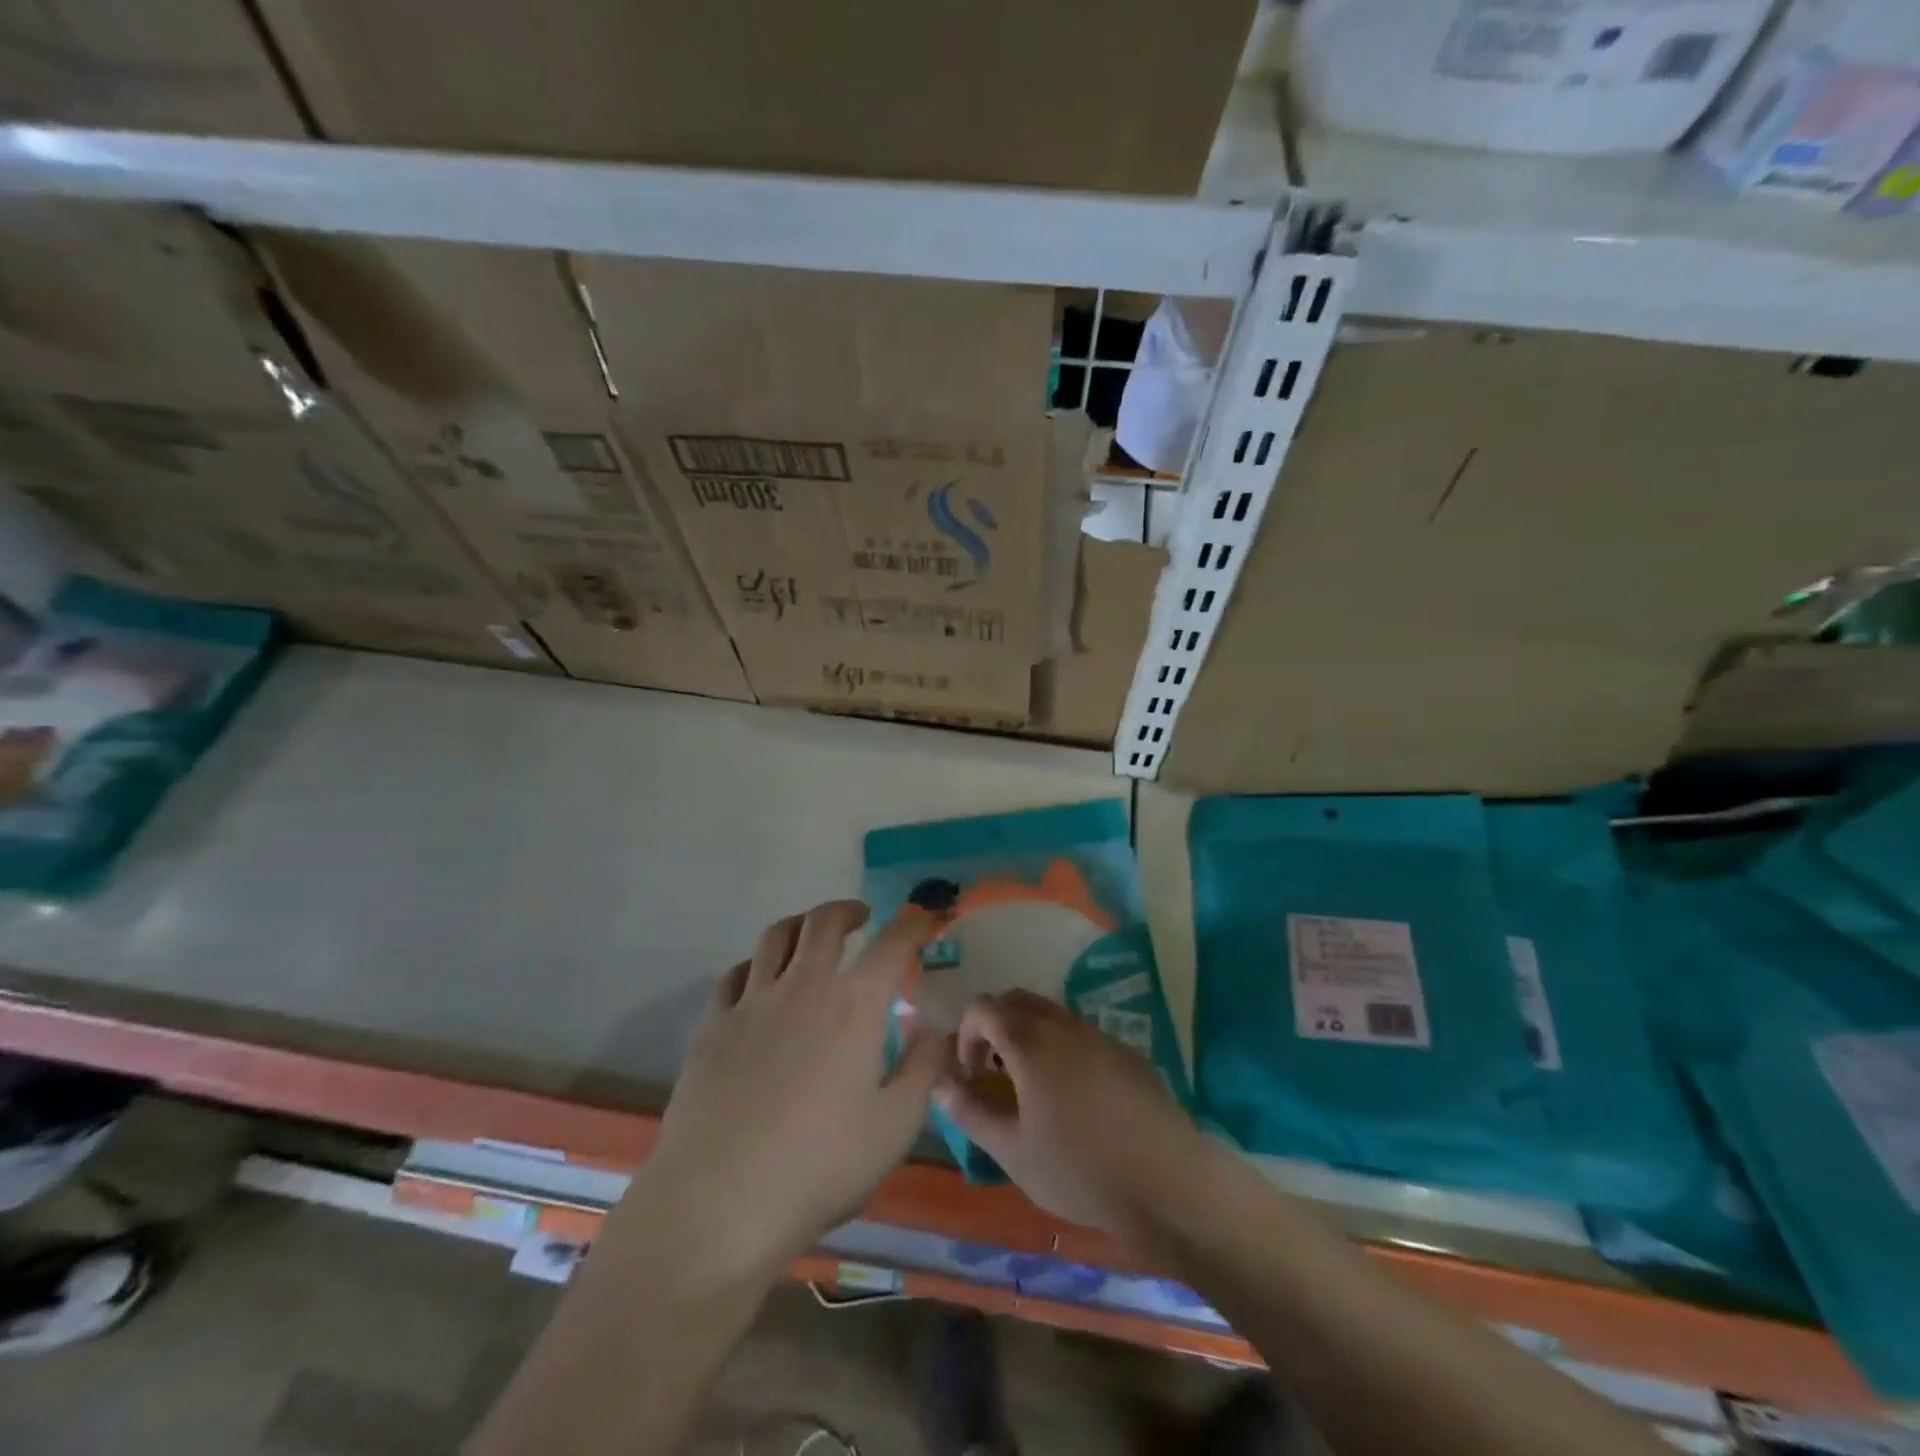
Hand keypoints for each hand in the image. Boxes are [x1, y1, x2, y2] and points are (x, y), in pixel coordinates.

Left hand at [627, 901, 946, 1275]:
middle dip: (847, 910)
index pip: (892, 944)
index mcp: (853, 1005)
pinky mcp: (712, 1026)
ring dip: (801, 925)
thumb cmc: (819, 1167)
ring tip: (811, 935)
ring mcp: (751, 1002)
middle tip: (861, 917)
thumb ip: (921, 1068)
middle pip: (823, 922)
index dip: (912, 924)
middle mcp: (803, 986)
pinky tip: (759, 981)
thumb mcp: (895, 1127)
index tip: (923, 919)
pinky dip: (755, 964)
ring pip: (775, 936)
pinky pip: (734, 974)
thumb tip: (930, 1026)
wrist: (718, 1204)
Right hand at [935, 990, 1209, 1236]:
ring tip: (1031, 1087)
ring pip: (1051, 1014)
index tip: (971, 1075)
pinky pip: (1081, 1033)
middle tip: (994, 1074)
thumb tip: (940, 1084)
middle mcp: (1064, 1025)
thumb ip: (971, 1112)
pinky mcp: (1126, 1051)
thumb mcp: (1013, 1151)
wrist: (1167, 1183)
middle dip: (996, 1027)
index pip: (983, 1008)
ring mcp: (1099, 1034)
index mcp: (1031, 1042)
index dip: (966, 1035)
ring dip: (1029, 1035)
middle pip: (1017, 1000)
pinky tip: (1074, 1097)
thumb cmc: (1080, 1170)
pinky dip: (1062, 1047)